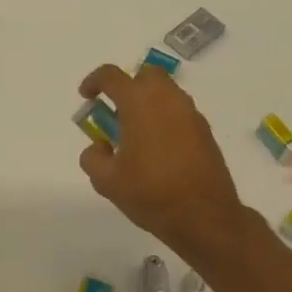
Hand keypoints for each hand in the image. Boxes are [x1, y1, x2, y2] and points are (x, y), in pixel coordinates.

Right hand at [76, 64, 251, 258]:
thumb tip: (99, 147)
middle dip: (128, 86)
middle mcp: (167, 99)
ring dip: (148, 103)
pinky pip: (180, 112)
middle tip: (116, 112)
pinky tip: (159, 149)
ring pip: (166, 92)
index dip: (94, 81)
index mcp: (139, 102)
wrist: (205, 217)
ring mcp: (190, 113)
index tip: (86, 96)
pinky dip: (165, 119)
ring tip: (136, 134)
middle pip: (146, 74)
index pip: (111, 76)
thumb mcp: (107, 181)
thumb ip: (93, 158)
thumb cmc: (151, 193)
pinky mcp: (205, 131)